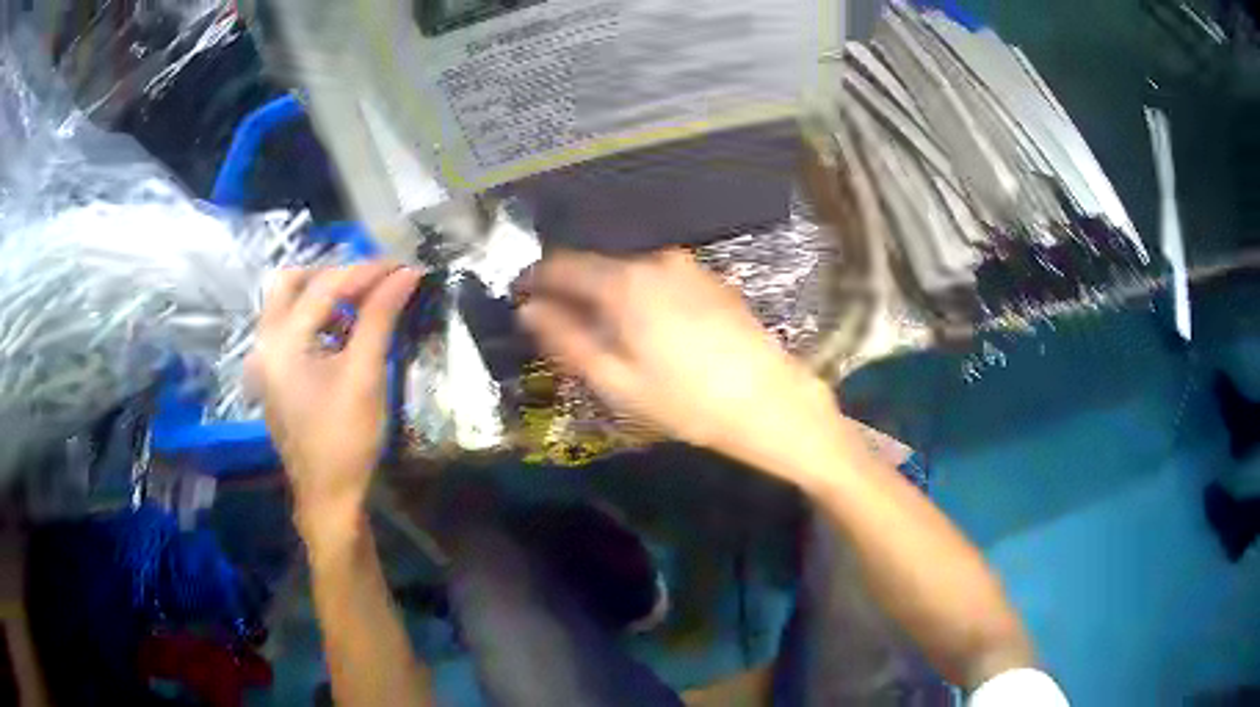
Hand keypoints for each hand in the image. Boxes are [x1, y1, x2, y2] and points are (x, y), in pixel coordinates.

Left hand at [249, 262, 420, 542]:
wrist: (328, 495)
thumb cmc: (346, 438)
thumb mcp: (365, 374)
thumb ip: (380, 316)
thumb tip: (406, 273)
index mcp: (282, 342)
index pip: (325, 285)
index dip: (366, 271)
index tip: (402, 267)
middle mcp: (264, 343)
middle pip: (292, 283)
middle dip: (334, 275)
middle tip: (372, 283)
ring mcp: (264, 360)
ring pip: (288, 304)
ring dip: (324, 295)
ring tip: (363, 303)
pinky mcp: (272, 374)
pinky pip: (290, 327)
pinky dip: (316, 318)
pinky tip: (344, 331)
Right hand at [517, 250, 835, 469]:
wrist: (769, 400)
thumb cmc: (686, 400)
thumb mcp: (616, 381)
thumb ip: (566, 340)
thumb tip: (529, 310)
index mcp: (625, 282)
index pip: (563, 265)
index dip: (536, 280)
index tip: (522, 298)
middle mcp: (654, 260)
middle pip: (597, 266)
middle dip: (573, 290)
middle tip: (562, 327)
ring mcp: (687, 266)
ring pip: (628, 272)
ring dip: (609, 294)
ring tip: (607, 335)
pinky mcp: (709, 278)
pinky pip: (657, 278)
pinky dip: (640, 295)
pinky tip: (649, 329)